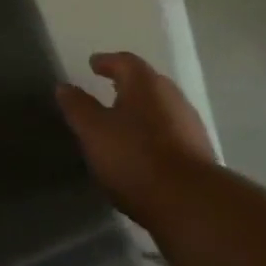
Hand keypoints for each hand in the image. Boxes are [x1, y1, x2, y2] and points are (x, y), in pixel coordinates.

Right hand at [57, 52, 214, 227]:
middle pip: (147, 83)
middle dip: (128, 86)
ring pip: (162, 109)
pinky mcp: (201, 154)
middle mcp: (172, 96)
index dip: (107, 62)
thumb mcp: (93, 132)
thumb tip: (64, 86)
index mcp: (145, 83)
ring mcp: (191, 125)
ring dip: (143, 112)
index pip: (124, 61)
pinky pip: (172, 134)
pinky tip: (145, 152)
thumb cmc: (135, 158)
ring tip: (125, 125)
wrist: (191, 205)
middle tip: (108, 91)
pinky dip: (156, 135)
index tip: (93, 65)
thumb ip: (78, 107)